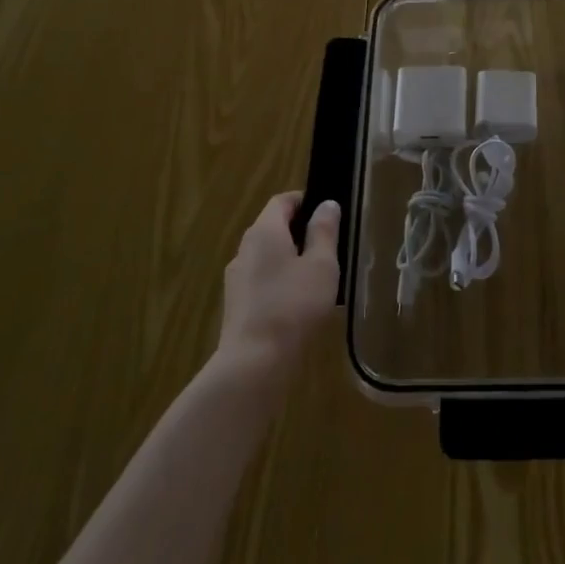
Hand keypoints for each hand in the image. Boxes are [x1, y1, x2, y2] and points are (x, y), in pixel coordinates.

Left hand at [217, 192, 340, 371]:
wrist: (254, 363)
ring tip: (317, 277)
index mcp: (264, 231)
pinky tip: (298, 304)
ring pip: (267, 256)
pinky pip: (261, 280)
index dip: (304, 201)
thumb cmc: (293, 305)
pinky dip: (279, 282)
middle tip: (328, 245)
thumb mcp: (321, 265)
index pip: (282, 201)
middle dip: (299, 231)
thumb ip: (324, 231)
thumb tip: (326, 204)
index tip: (327, 213)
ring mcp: (236, 278)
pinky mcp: (236, 304)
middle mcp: (245, 248)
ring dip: (289, 259)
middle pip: (273, 227)